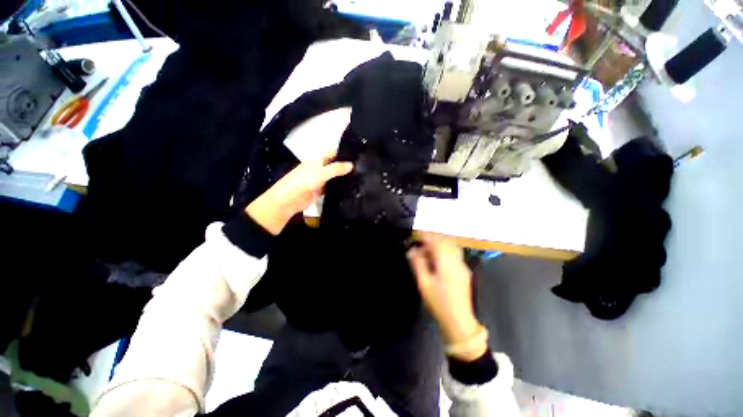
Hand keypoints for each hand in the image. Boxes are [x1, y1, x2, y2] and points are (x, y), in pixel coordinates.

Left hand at [246, 154, 352, 234]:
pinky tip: (351, 188)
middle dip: (346, 165)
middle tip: (362, 166)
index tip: (358, 153)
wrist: (289, 199)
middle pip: (335, 164)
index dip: (343, 152)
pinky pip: (332, 187)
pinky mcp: (321, 190)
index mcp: (318, 160)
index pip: (332, 152)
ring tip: (361, 176)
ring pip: (335, 176)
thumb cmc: (303, 181)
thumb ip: (336, 168)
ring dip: (344, 176)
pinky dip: (340, 187)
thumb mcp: (320, 172)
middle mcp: (320, 168)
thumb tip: (352, 165)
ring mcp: (321, 180)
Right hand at [407, 232, 485, 360]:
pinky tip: (437, 260)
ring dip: (439, 244)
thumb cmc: (438, 301)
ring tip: (427, 252)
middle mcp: (456, 259)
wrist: (458, 319)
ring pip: (450, 245)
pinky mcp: (464, 270)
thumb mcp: (423, 282)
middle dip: (431, 239)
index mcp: (445, 261)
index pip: (435, 241)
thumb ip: (417, 263)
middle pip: (444, 240)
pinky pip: (454, 253)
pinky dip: (445, 251)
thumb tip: (411, 251)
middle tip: (419, 245)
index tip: (415, 236)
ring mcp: (462, 264)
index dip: (424, 236)